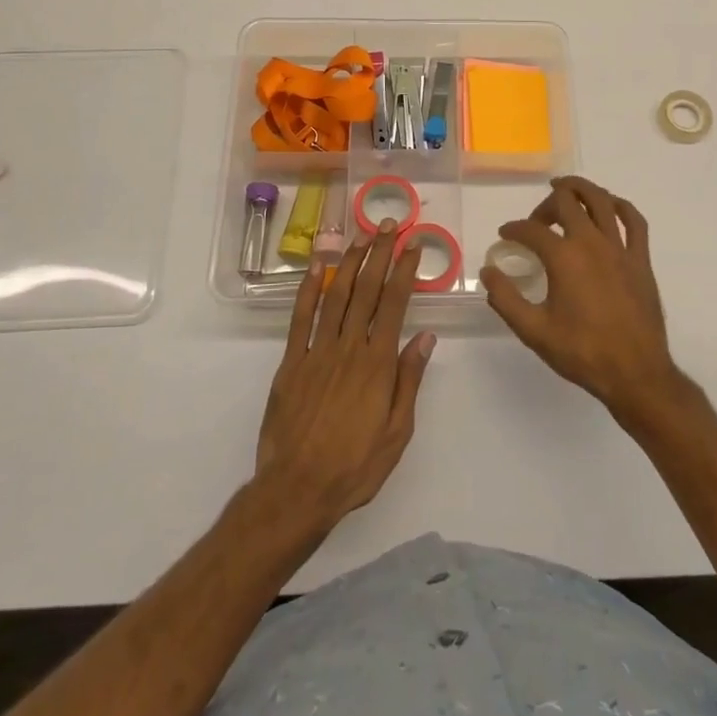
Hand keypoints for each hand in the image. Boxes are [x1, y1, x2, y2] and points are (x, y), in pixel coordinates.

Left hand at [254, 220, 435, 535]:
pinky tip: (315, 267)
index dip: (404, 270)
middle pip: (366, 290)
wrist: (296, 490)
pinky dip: (307, 289)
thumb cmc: (355, 466)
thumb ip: (409, 380)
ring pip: (335, 295)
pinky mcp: (291, 362)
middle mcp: (348, 348)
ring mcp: (316, 351)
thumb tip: (425, 336)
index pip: (394, 304)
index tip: (413, 245)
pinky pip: (300, 318)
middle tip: (389, 225)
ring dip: (349, 262)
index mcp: (377, 363)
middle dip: (379, 253)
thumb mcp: (397, 432)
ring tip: (361, 236)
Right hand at [481, 177, 684, 423]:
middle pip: (566, 201)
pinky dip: (620, 206)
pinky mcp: (641, 259)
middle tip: (537, 221)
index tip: (505, 236)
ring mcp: (620, 248)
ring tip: (566, 189)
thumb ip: (506, 298)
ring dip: (580, 189)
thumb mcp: (534, 331)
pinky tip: (610, 206)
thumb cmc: (582, 352)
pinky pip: (634, 220)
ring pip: (601, 200)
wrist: (635, 373)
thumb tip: (487, 272)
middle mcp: (591, 242)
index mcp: (564, 257)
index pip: (531, 229)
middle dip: (545, 205)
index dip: (514, 229)